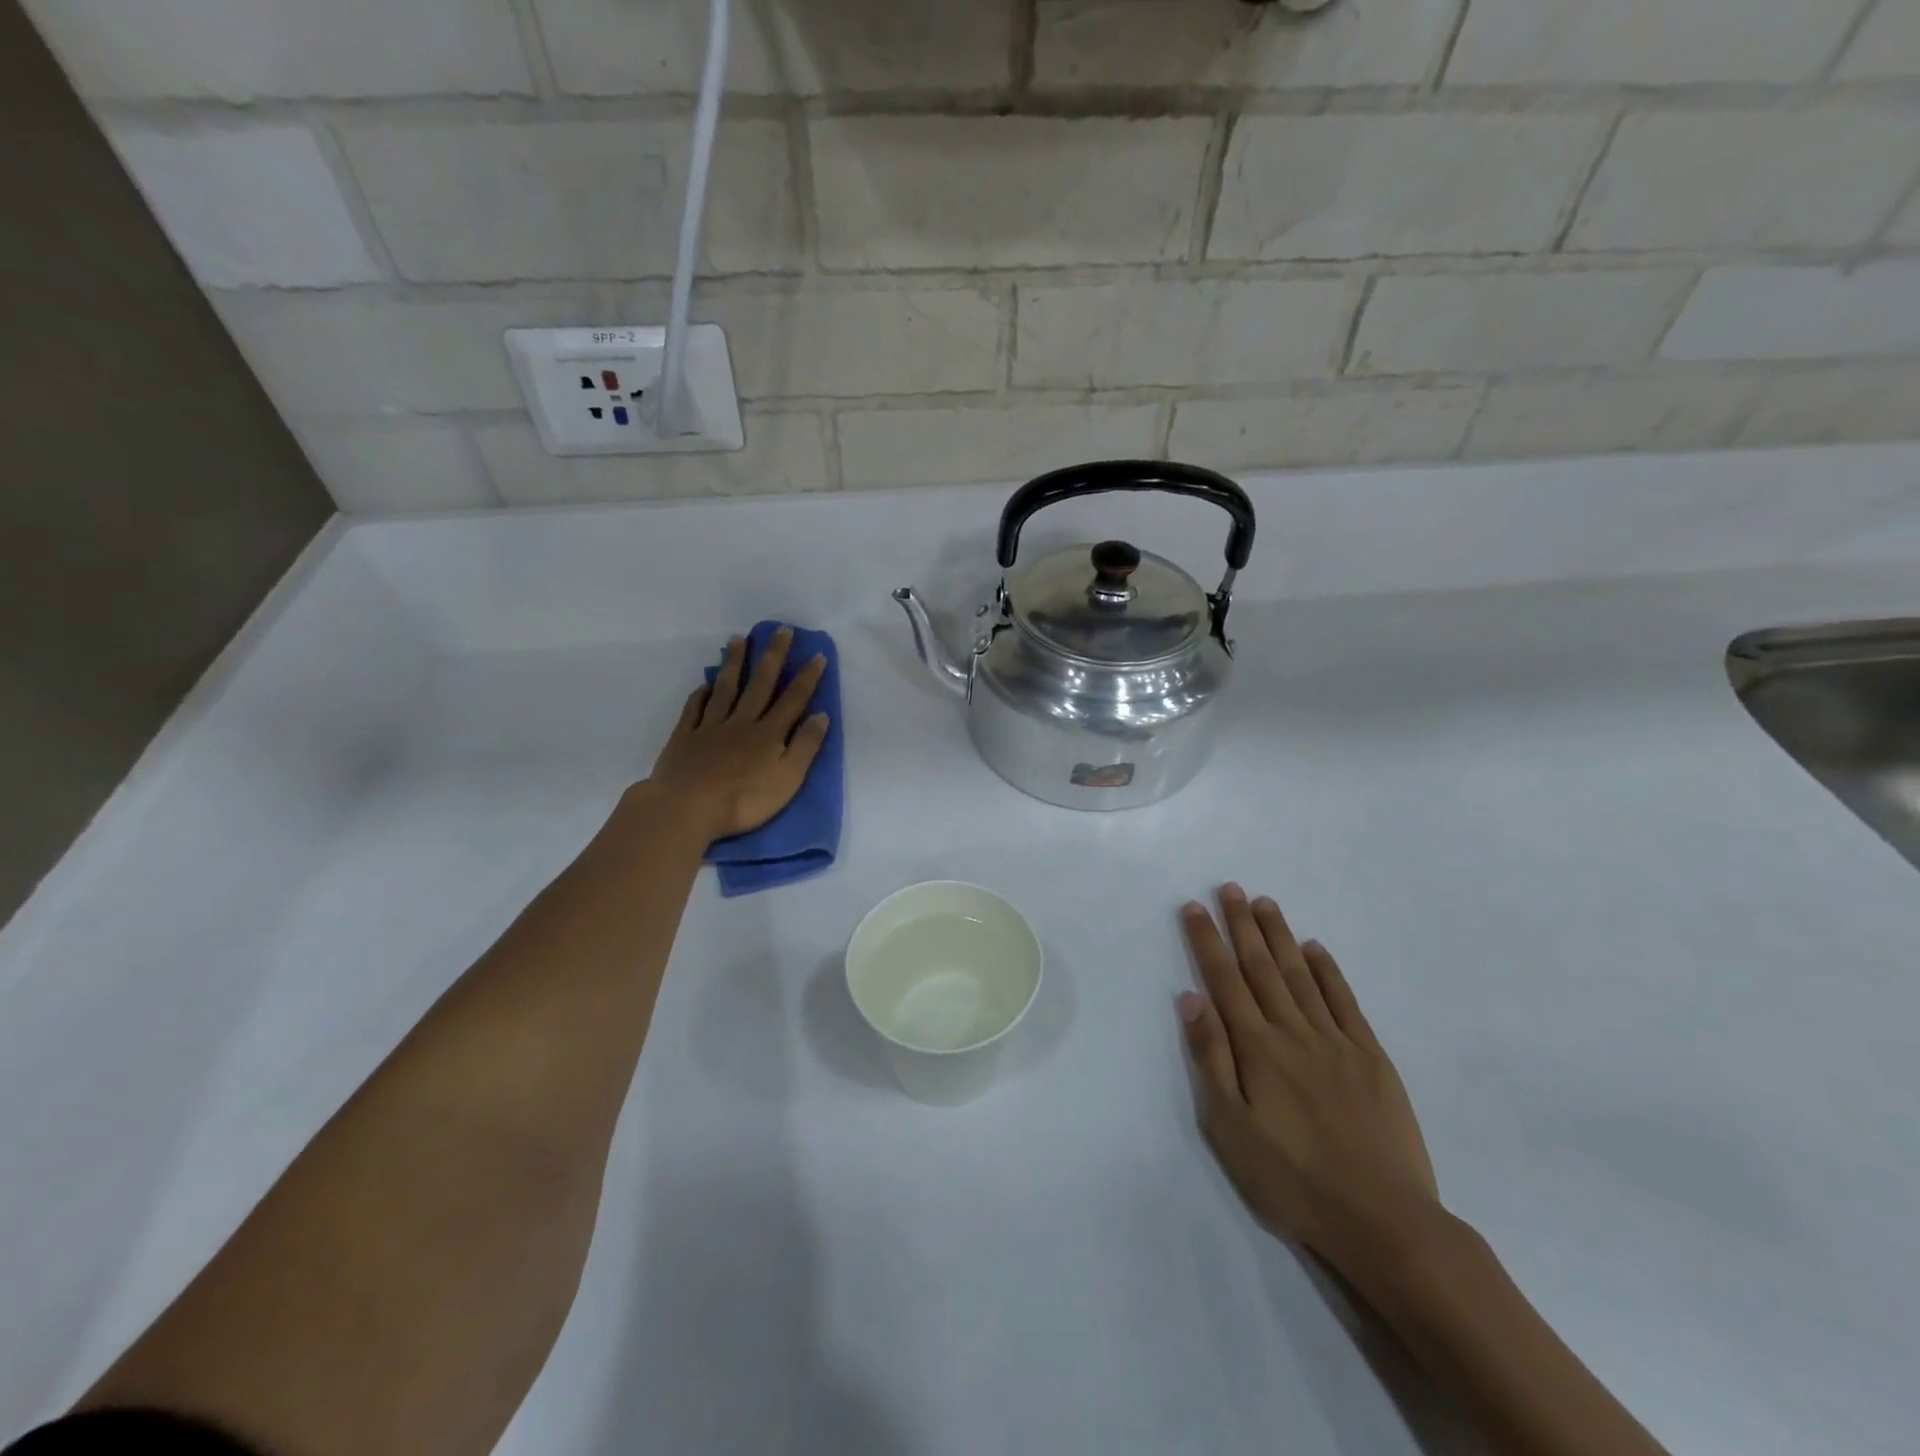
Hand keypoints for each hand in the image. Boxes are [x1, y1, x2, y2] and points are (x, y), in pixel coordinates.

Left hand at [647, 628, 829, 840]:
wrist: (687, 809)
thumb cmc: (744, 801)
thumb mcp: (788, 779)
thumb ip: (805, 746)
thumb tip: (821, 715)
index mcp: (769, 734)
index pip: (793, 700)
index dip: (807, 677)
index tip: (817, 654)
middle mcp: (741, 722)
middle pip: (760, 684)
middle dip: (772, 656)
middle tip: (781, 630)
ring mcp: (710, 727)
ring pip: (725, 688)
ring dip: (734, 663)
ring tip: (739, 639)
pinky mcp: (685, 738)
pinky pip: (694, 709)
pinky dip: (701, 693)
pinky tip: (705, 683)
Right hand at [1178, 885, 1440, 1273]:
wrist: (1384, 1221)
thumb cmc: (1292, 1180)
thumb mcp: (1230, 1128)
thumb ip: (1210, 1058)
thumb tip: (1191, 998)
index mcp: (1256, 1048)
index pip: (1224, 980)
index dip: (1207, 940)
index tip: (1194, 907)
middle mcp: (1293, 1032)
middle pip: (1261, 967)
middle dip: (1241, 925)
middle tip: (1229, 888)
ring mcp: (1336, 1042)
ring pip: (1301, 975)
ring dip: (1280, 936)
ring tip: (1264, 902)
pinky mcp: (1371, 1058)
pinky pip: (1345, 1002)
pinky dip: (1328, 971)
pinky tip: (1316, 949)